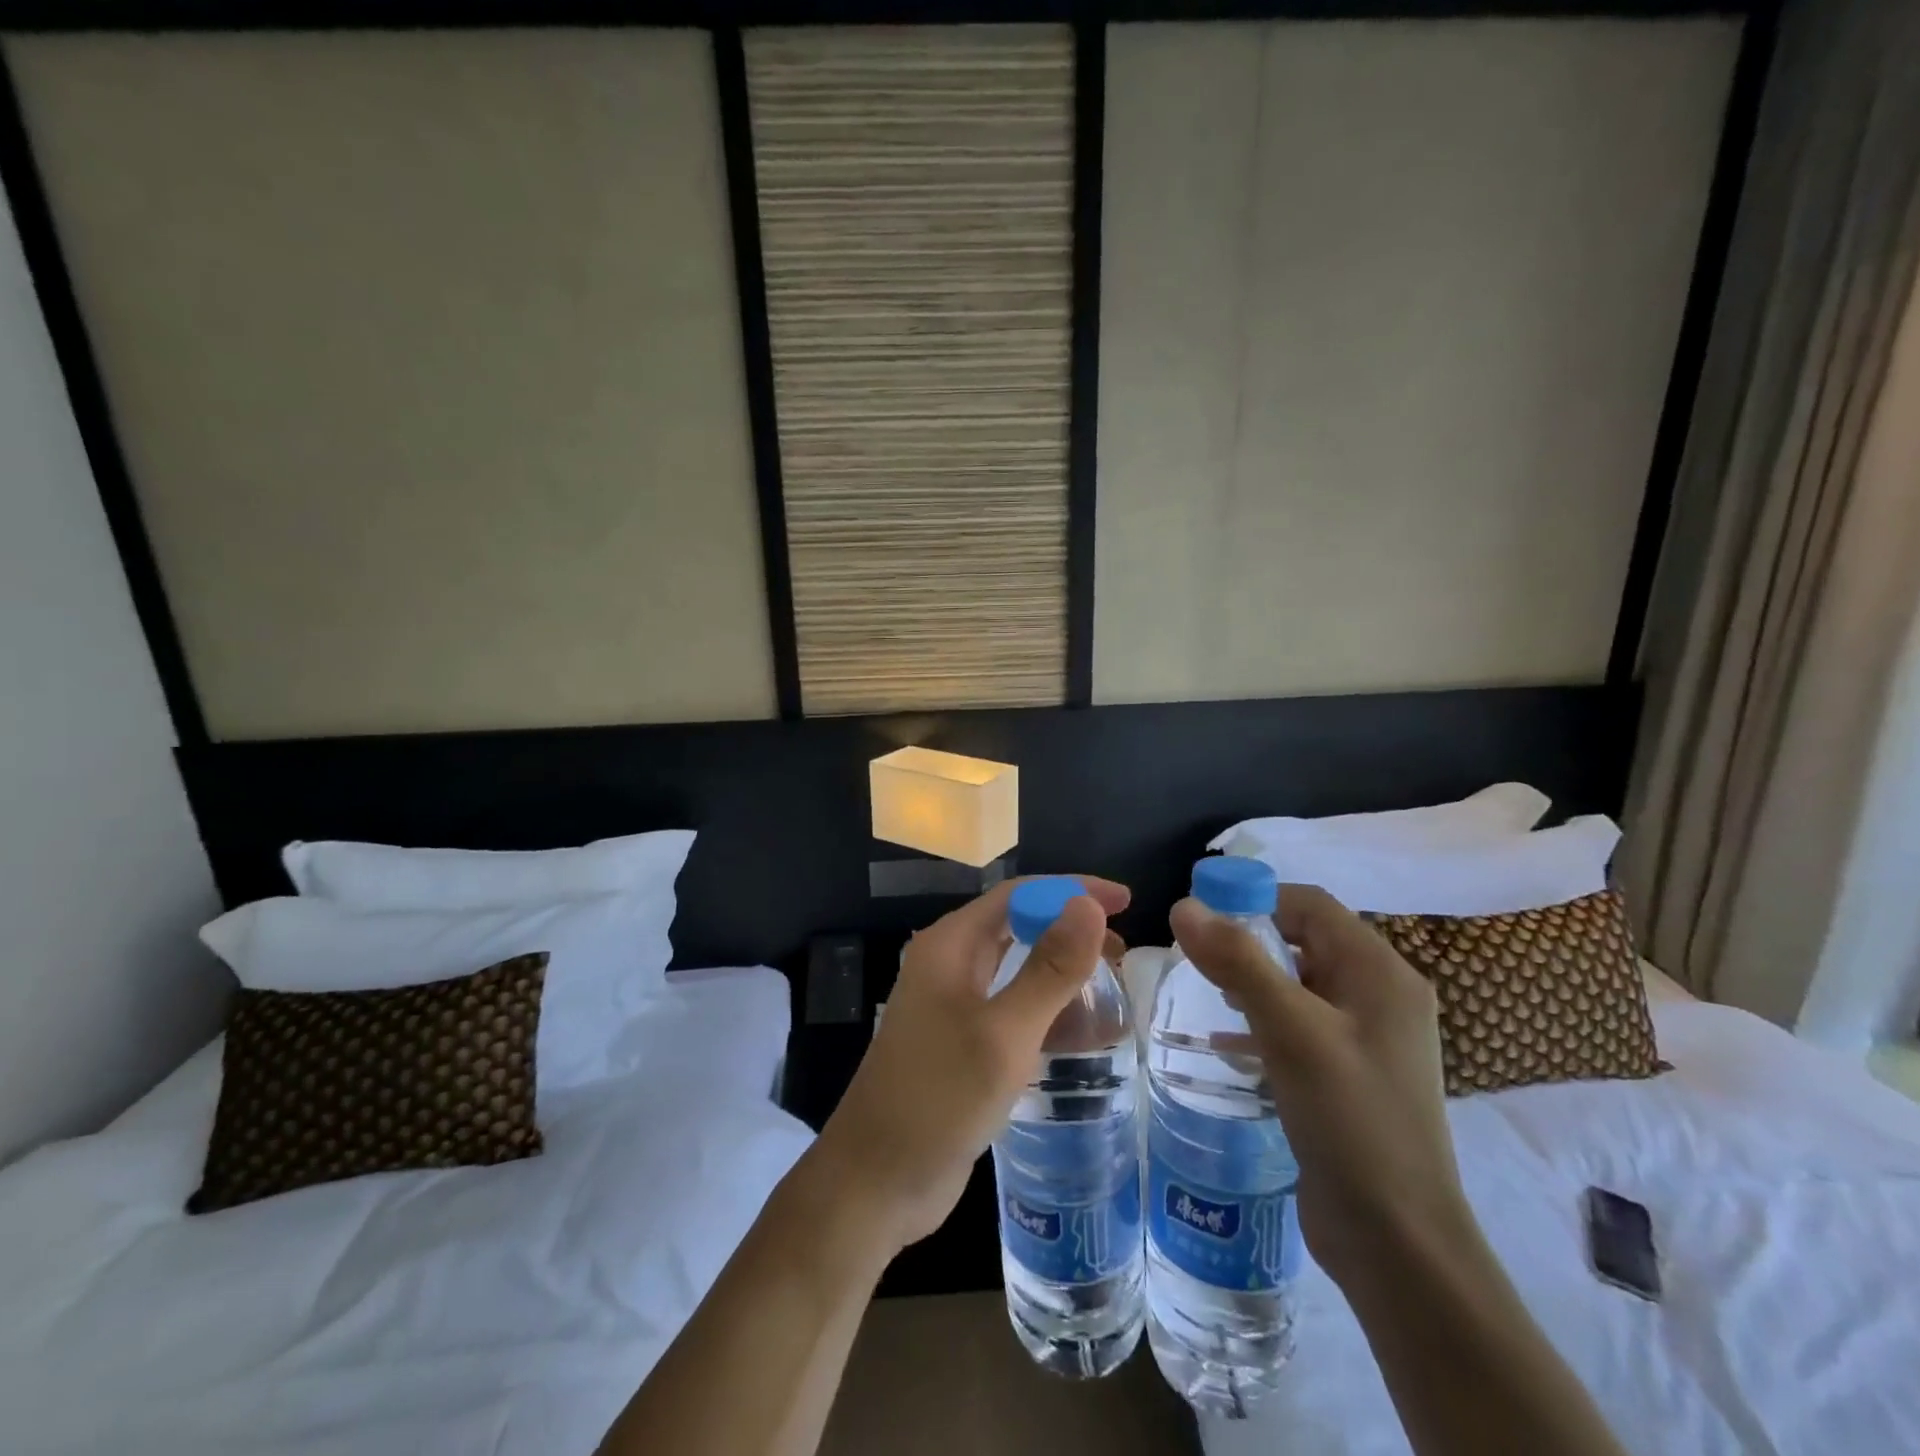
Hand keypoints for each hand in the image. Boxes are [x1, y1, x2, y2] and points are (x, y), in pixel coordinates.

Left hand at [810, 877, 1130, 1256]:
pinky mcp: (959, 1041)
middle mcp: (948, 963)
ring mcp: (951, 1004)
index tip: (1125, 900)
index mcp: (950, 945)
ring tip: (1111, 984)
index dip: (1072, 889)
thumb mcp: (1004, 1034)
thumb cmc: (939, 1099)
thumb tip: (1088, 904)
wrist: (877, 1181)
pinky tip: (1080, 1031)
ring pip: (1014, 967)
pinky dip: (1045, 1008)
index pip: (1018, 894)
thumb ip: (1049, 969)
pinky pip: (1010, 1007)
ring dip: (1060, 968)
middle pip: (1016, 925)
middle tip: (1123, 948)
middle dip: (1069, 927)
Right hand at [1168, 884, 1472, 1287]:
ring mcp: (1367, 1039)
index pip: (1310, 905)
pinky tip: (1226, 1043)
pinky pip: (1300, 1026)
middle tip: (1197, 957)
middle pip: (1305, 940)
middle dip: (1249, 941)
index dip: (1253, 898)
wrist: (1398, 1241)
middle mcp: (1380, 996)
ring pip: (1299, 984)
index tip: (1200, 915)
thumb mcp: (1290, 1030)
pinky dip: (1263, 1022)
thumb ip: (1238, 960)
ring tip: (1208, 993)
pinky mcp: (1350, 1074)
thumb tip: (1183, 905)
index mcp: (1380, 973)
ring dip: (1253, 981)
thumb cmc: (1350, 1119)